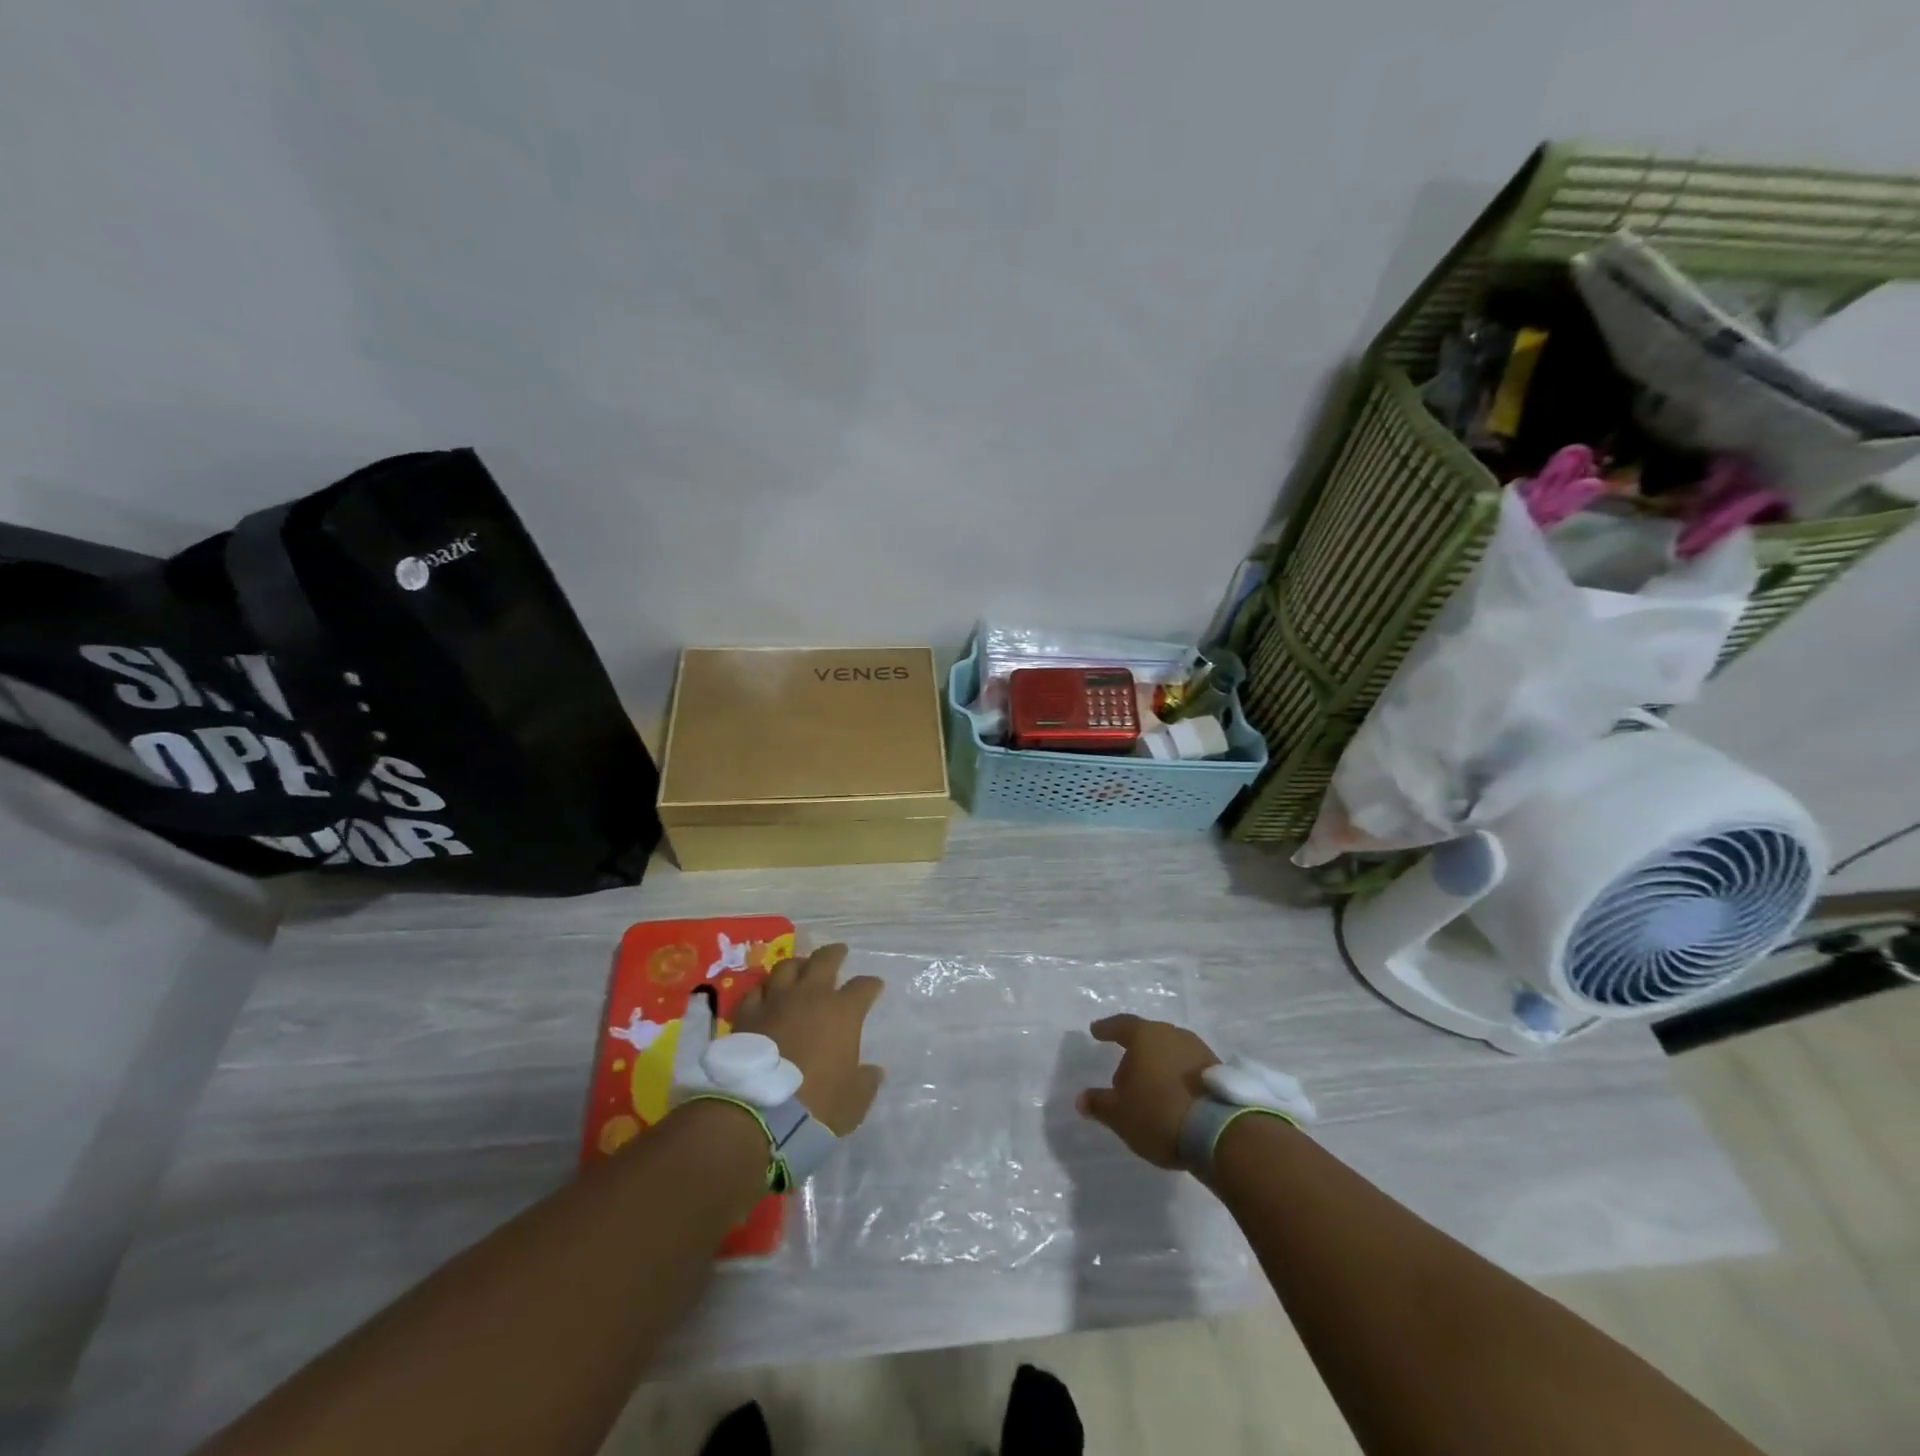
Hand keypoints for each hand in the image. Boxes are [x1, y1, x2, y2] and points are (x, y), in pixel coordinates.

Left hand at [730, 944, 885, 1134]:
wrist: (759, 1112)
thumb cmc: (817, 1105)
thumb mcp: (853, 1101)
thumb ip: (866, 1082)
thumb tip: (874, 1072)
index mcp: (843, 1012)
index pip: (863, 987)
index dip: (871, 985)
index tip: (874, 986)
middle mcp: (811, 996)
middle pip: (824, 960)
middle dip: (835, 953)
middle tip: (839, 951)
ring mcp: (776, 1001)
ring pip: (787, 967)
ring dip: (797, 965)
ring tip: (800, 967)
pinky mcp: (747, 1015)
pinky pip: (756, 991)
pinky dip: (764, 990)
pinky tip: (765, 994)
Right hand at [1076, 1014, 1220, 1167]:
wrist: (1220, 1132)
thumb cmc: (1158, 1113)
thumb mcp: (1120, 1115)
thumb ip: (1099, 1104)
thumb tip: (1081, 1098)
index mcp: (1145, 1036)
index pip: (1121, 1025)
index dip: (1107, 1029)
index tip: (1096, 1031)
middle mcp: (1172, 1034)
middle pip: (1147, 1038)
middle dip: (1134, 1054)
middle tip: (1123, 1076)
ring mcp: (1198, 1050)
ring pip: (1170, 1052)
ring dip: (1158, 1066)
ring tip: (1150, 1090)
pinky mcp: (1218, 1071)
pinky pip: (1189, 1068)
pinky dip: (1177, 1078)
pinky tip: (1174, 1097)